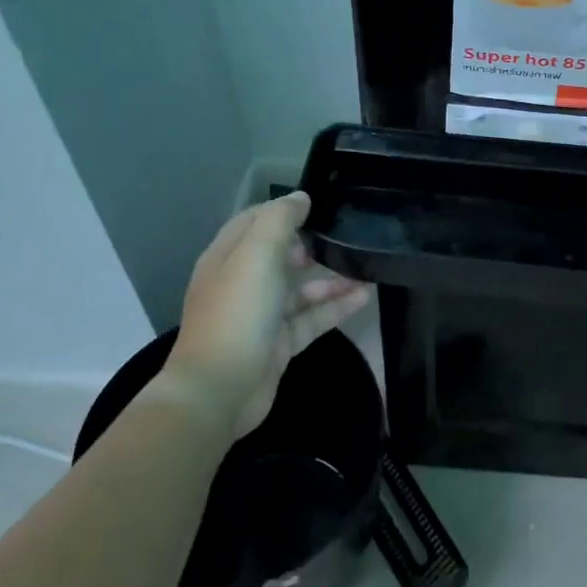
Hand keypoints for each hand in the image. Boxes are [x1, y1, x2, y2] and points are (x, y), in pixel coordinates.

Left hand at [159, 192, 370, 436]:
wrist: (220, 389)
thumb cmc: (237, 312)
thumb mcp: (258, 254)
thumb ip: (280, 220)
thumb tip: (300, 197)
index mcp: (227, 257)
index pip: (254, 221)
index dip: (282, 210)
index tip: (319, 203)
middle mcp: (242, 283)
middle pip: (279, 255)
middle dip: (310, 243)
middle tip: (345, 233)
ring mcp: (260, 316)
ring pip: (300, 289)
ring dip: (330, 277)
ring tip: (366, 265)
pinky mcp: (278, 344)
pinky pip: (311, 318)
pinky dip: (335, 307)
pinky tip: (364, 296)